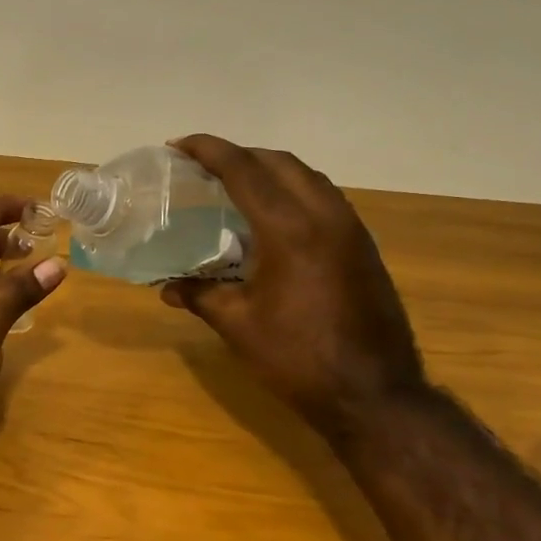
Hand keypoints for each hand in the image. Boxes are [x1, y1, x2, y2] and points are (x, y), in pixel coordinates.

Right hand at [161, 136, 426, 439]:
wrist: (373, 394)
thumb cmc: (297, 358)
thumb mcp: (238, 325)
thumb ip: (200, 294)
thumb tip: (166, 286)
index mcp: (289, 230)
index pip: (244, 170)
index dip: (209, 151)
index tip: (178, 145)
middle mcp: (324, 217)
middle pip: (279, 163)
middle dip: (239, 155)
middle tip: (203, 166)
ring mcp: (350, 230)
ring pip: (307, 177)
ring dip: (269, 170)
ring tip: (235, 184)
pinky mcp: (363, 247)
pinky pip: (324, 198)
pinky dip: (292, 191)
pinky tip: (272, 217)